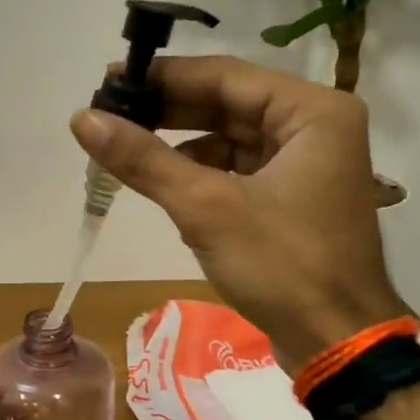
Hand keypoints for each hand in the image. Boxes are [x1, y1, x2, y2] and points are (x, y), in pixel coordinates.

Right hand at [71, 55, 404, 370]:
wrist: (336, 342)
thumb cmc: (282, 266)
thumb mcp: (206, 207)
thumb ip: (144, 160)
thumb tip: (83, 119)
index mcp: (312, 113)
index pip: (225, 77)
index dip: (164, 78)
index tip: (110, 82)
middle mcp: (314, 128)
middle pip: (228, 105)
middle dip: (168, 112)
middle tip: (109, 115)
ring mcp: (305, 165)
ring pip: (230, 139)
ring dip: (180, 146)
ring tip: (125, 150)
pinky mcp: (291, 199)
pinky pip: (237, 171)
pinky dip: (200, 175)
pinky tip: (163, 185)